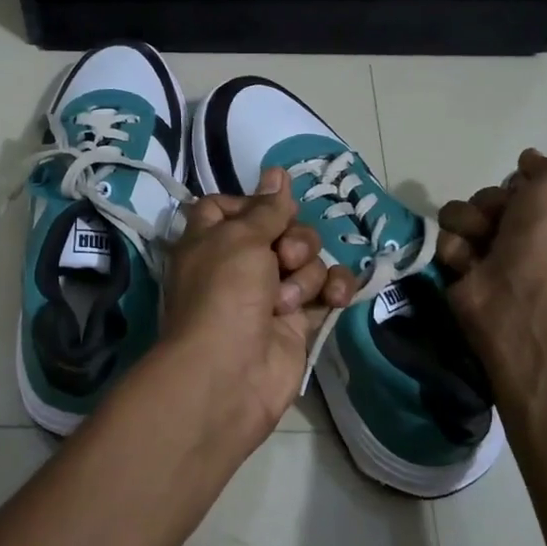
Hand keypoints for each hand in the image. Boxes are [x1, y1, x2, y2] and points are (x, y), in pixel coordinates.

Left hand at [160, 167, 357, 446]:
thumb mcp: (240, 238)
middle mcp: (240, 263)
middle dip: (293, 239)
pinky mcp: (299, 320)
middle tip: (284, 257)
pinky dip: (335, 290)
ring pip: (309, 259)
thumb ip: (266, 208)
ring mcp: (271, 293)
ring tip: (288, 299)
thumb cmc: (223, 293)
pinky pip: (327, 291)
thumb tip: (276, 173)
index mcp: (211, 239)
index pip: (229, 206)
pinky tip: (335, 299)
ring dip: (306, 273)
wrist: (229, 372)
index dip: (253, 204)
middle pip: (283, 230)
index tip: (270, 207)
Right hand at [436, 149, 546, 346]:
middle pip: (486, 198)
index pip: (521, 186)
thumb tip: (527, 160)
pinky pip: (445, 243)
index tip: (521, 188)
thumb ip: (544, 166)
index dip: (518, 184)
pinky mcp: (460, 271)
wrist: (520, 291)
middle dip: (487, 203)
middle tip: (500, 220)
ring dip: (467, 223)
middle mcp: (523, 235)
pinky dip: (455, 249)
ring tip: (480, 242)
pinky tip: (470, 263)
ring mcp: (490, 255)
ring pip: (460, 216)